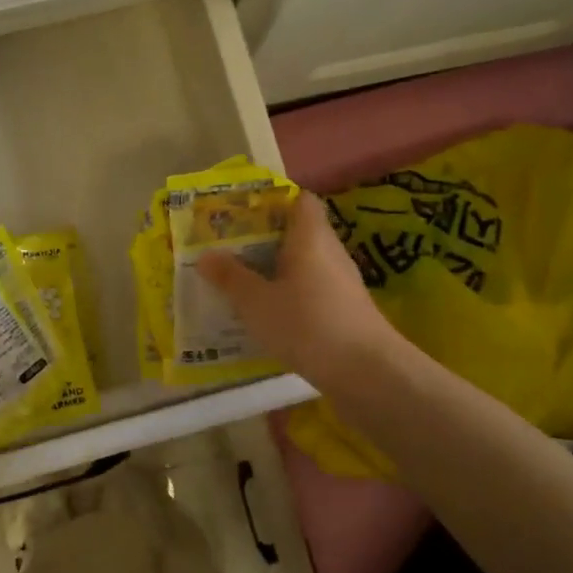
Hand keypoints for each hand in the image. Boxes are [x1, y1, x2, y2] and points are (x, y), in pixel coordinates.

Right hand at [197, 192, 405, 389]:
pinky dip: (290, 294)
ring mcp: (342, 282)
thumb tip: (205, 255)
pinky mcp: (345, 310)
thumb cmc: (307, 324)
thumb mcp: (256, 302)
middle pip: (299, 232)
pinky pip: (312, 290)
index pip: (300, 200)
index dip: (274, 200)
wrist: (366, 372)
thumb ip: (230, 277)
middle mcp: (330, 252)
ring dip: (277, 269)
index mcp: (310, 237)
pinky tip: (268, 313)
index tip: (244, 210)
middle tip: (231, 246)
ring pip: (305, 264)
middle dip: (266, 237)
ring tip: (242, 279)